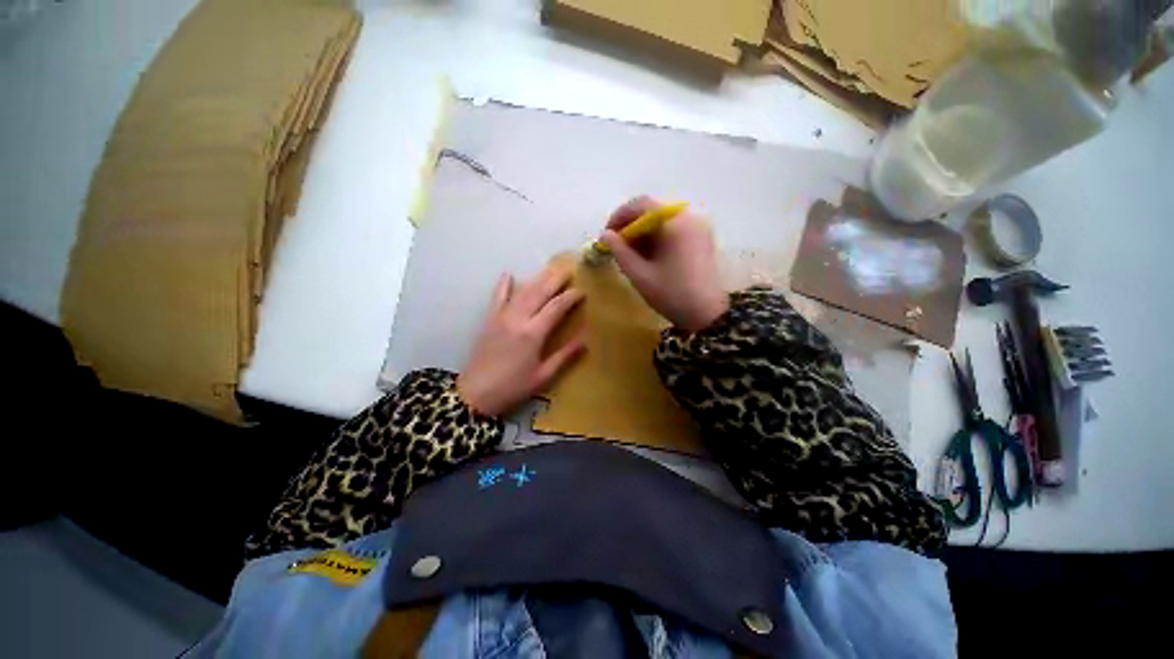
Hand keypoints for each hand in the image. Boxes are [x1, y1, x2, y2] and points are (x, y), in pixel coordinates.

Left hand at [457, 264, 586, 416]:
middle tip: (569, 270)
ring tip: (550, 269)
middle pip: (539, 292)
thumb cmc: (513, 387)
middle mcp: (518, 319)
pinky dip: (503, 285)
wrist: (476, 394)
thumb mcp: (543, 375)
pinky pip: (497, 297)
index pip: (556, 307)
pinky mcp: (489, 319)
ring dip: (537, 278)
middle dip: (555, 279)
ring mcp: (501, 317)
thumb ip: (565, 355)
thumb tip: (585, 339)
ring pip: (522, 291)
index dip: (571, 296)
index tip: (582, 291)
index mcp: (533, 333)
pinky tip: (508, 274)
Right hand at [600, 196, 728, 331]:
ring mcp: (698, 228)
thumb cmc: (671, 294)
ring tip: (630, 254)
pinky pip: (674, 230)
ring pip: (663, 222)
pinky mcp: (701, 240)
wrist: (707, 315)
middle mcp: (689, 218)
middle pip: (654, 211)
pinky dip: (658, 238)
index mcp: (675, 223)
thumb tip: (604, 235)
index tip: (607, 234)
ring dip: (643, 233)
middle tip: (617, 246)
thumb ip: (620, 251)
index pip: (642, 204)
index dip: (620, 216)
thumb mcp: (640, 274)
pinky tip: (649, 256)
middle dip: (631, 226)